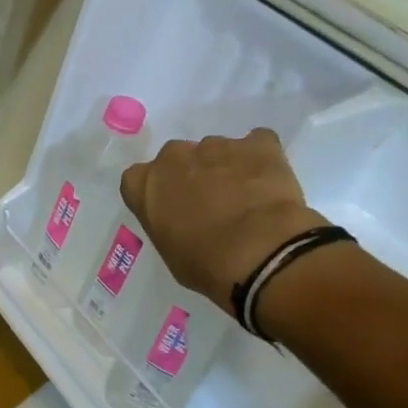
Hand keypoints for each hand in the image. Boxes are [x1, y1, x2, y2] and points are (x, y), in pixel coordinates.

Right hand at [120, 130, 325, 314]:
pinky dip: (261, 159)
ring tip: (247, 199)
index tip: (171, 210)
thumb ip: (168, 224)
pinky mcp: (257, 144)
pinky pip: (257, 144)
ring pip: (216, 151)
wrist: (261, 254)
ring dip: (226, 168)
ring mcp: (216, 145)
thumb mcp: (170, 251)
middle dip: (191, 175)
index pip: (138, 179)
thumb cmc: (205, 264)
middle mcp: (174, 156)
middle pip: (177, 159)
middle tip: (211, 204)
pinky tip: (269, 183)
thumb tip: (183, 220)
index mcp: (144, 183)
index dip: (157, 193)